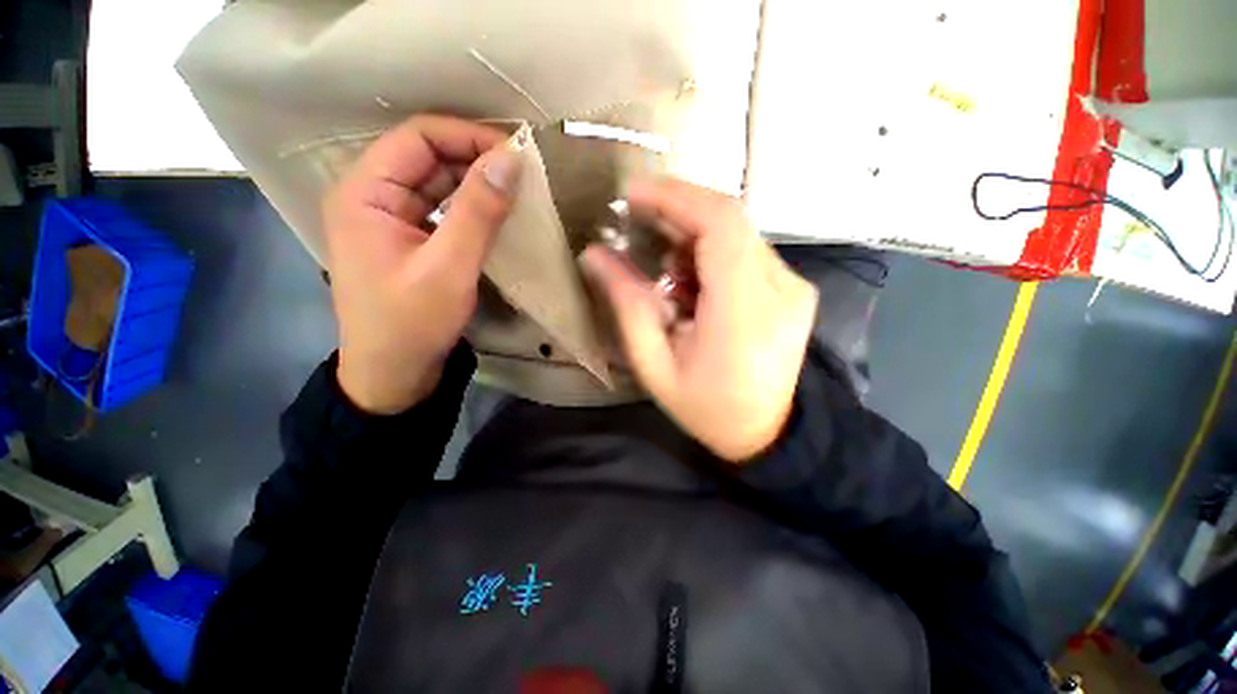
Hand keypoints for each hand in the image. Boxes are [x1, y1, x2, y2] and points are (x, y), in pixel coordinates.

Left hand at [322, 116, 521, 413]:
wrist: (395, 374)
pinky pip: (442, 210)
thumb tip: (510, 159)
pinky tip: (499, 213)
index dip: (467, 136)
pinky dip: (471, 207)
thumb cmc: (413, 323)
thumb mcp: (449, 267)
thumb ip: (478, 211)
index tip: (515, 153)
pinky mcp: (409, 240)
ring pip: (437, 183)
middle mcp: (372, 196)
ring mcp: (391, 219)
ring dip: (476, 183)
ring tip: (518, 189)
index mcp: (364, 192)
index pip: (418, 138)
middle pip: (427, 157)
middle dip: (475, 159)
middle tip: (524, 172)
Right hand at [582, 178, 818, 461]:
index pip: (720, 224)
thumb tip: (595, 256)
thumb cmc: (707, 409)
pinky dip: (712, 252)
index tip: (632, 195)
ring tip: (664, 267)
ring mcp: (794, 285)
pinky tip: (692, 281)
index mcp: (746, 312)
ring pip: (738, 232)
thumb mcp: (655, 366)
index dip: (675, 197)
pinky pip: (747, 250)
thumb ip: (628, 306)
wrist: (768, 433)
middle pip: (730, 219)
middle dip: (678, 210)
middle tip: (638, 222)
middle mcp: (781, 288)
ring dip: (693, 235)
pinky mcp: (794, 288)